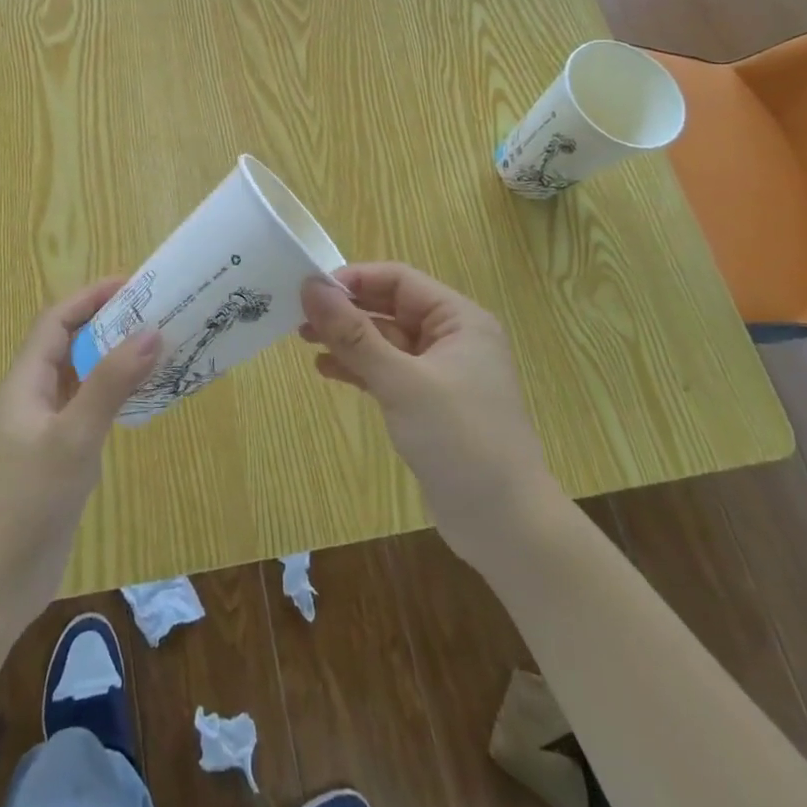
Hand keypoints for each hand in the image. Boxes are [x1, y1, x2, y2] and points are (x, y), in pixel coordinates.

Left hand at [0, 279, 158, 624]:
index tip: (134, 285)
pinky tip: (142, 397)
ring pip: (82, 375)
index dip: (91, 297)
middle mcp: (34, 395)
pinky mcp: (60, 453)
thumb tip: (152, 331)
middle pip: (71, 343)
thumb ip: (111, 383)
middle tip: (155, 312)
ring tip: (157, 346)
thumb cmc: (30, 501)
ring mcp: (46, 426)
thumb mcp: (74, 437)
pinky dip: (115, 392)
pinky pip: (89, 406)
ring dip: (114, 357)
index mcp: (26, 381)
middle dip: (108, 322)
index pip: (57, 321)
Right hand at [301, 263, 556, 577]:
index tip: (310, 291)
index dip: (354, 280)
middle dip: (346, 311)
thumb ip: (354, 334)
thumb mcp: (401, 382)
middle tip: (299, 318)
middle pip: (390, 308)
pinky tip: (327, 371)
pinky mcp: (430, 405)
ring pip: (386, 341)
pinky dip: (359, 368)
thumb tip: (311, 288)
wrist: (506, 526)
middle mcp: (453, 338)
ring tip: (304, 341)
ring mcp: (442, 374)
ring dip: (348, 339)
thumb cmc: (460, 440)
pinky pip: (388, 372)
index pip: (399, 280)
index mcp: (459, 320)